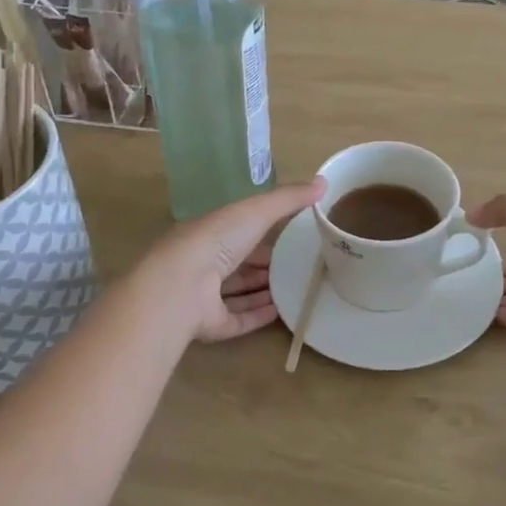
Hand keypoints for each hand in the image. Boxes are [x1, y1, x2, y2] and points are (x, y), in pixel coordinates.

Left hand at [148, 180, 326, 343]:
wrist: (181, 287)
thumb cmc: (216, 240)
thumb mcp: (256, 210)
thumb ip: (288, 198)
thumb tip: (324, 181)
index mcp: (209, 233)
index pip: (237, 231)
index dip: (261, 231)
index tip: (290, 234)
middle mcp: (204, 264)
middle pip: (238, 264)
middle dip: (264, 264)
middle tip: (297, 265)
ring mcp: (204, 297)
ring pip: (237, 293)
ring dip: (263, 290)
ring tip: (294, 288)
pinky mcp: (210, 325)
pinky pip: (238, 320)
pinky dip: (258, 316)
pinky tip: (282, 313)